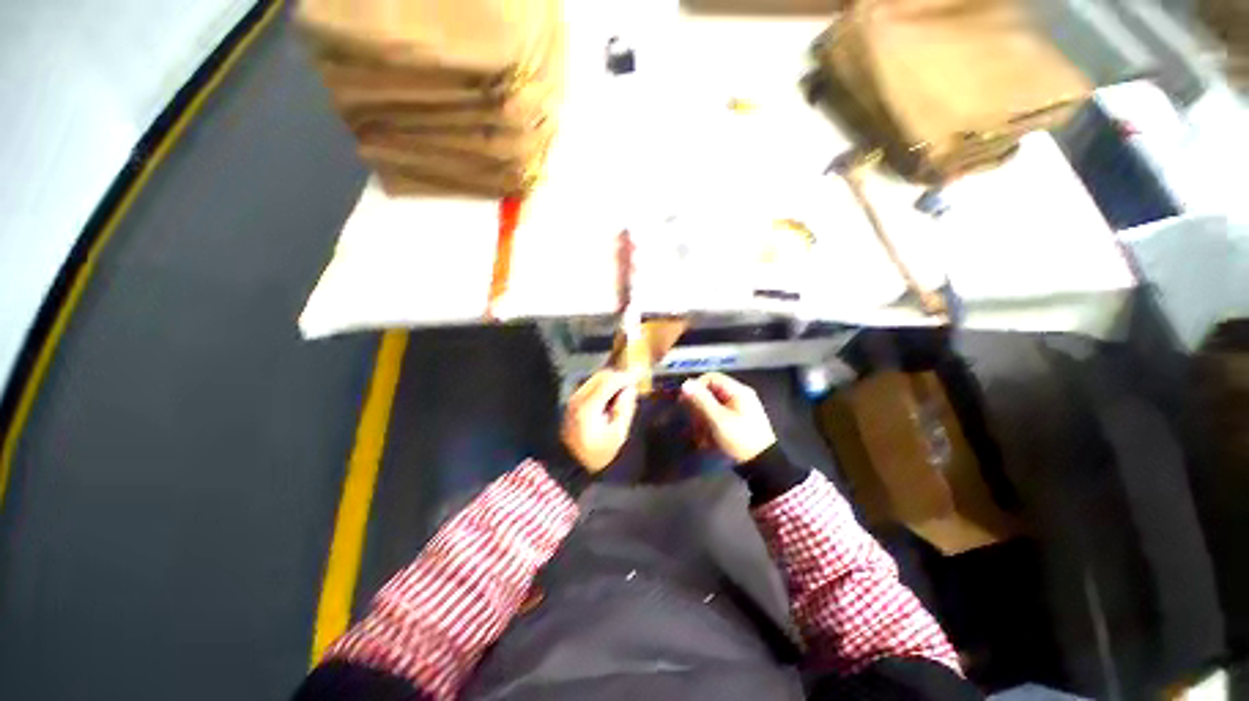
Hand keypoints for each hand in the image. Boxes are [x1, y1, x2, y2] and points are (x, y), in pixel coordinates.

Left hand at [562, 370, 638, 471]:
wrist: (571, 463)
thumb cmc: (597, 453)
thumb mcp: (617, 435)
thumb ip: (625, 409)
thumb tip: (630, 389)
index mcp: (589, 406)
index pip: (609, 382)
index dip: (625, 377)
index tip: (638, 376)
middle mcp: (579, 398)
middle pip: (601, 376)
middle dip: (618, 375)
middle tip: (633, 381)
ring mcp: (574, 398)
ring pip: (595, 378)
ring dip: (611, 379)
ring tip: (624, 389)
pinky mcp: (573, 401)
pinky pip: (590, 385)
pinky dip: (603, 384)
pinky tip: (611, 394)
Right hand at [681, 372, 776, 462]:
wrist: (762, 466)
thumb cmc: (740, 439)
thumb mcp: (718, 420)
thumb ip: (701, 400)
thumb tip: (685, 384)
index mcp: (738, 391)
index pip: (710, 378)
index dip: (696, 387)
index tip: (685, 402)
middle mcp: (739, 396)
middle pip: (710, 393)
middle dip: (699, 409)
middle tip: (694, 424)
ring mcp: (739, 409)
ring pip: (712, 407)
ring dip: (703, 421)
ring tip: (701, 437)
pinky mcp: (738, 421)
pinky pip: (718, 417)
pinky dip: (710, 427)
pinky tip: (707, 441)